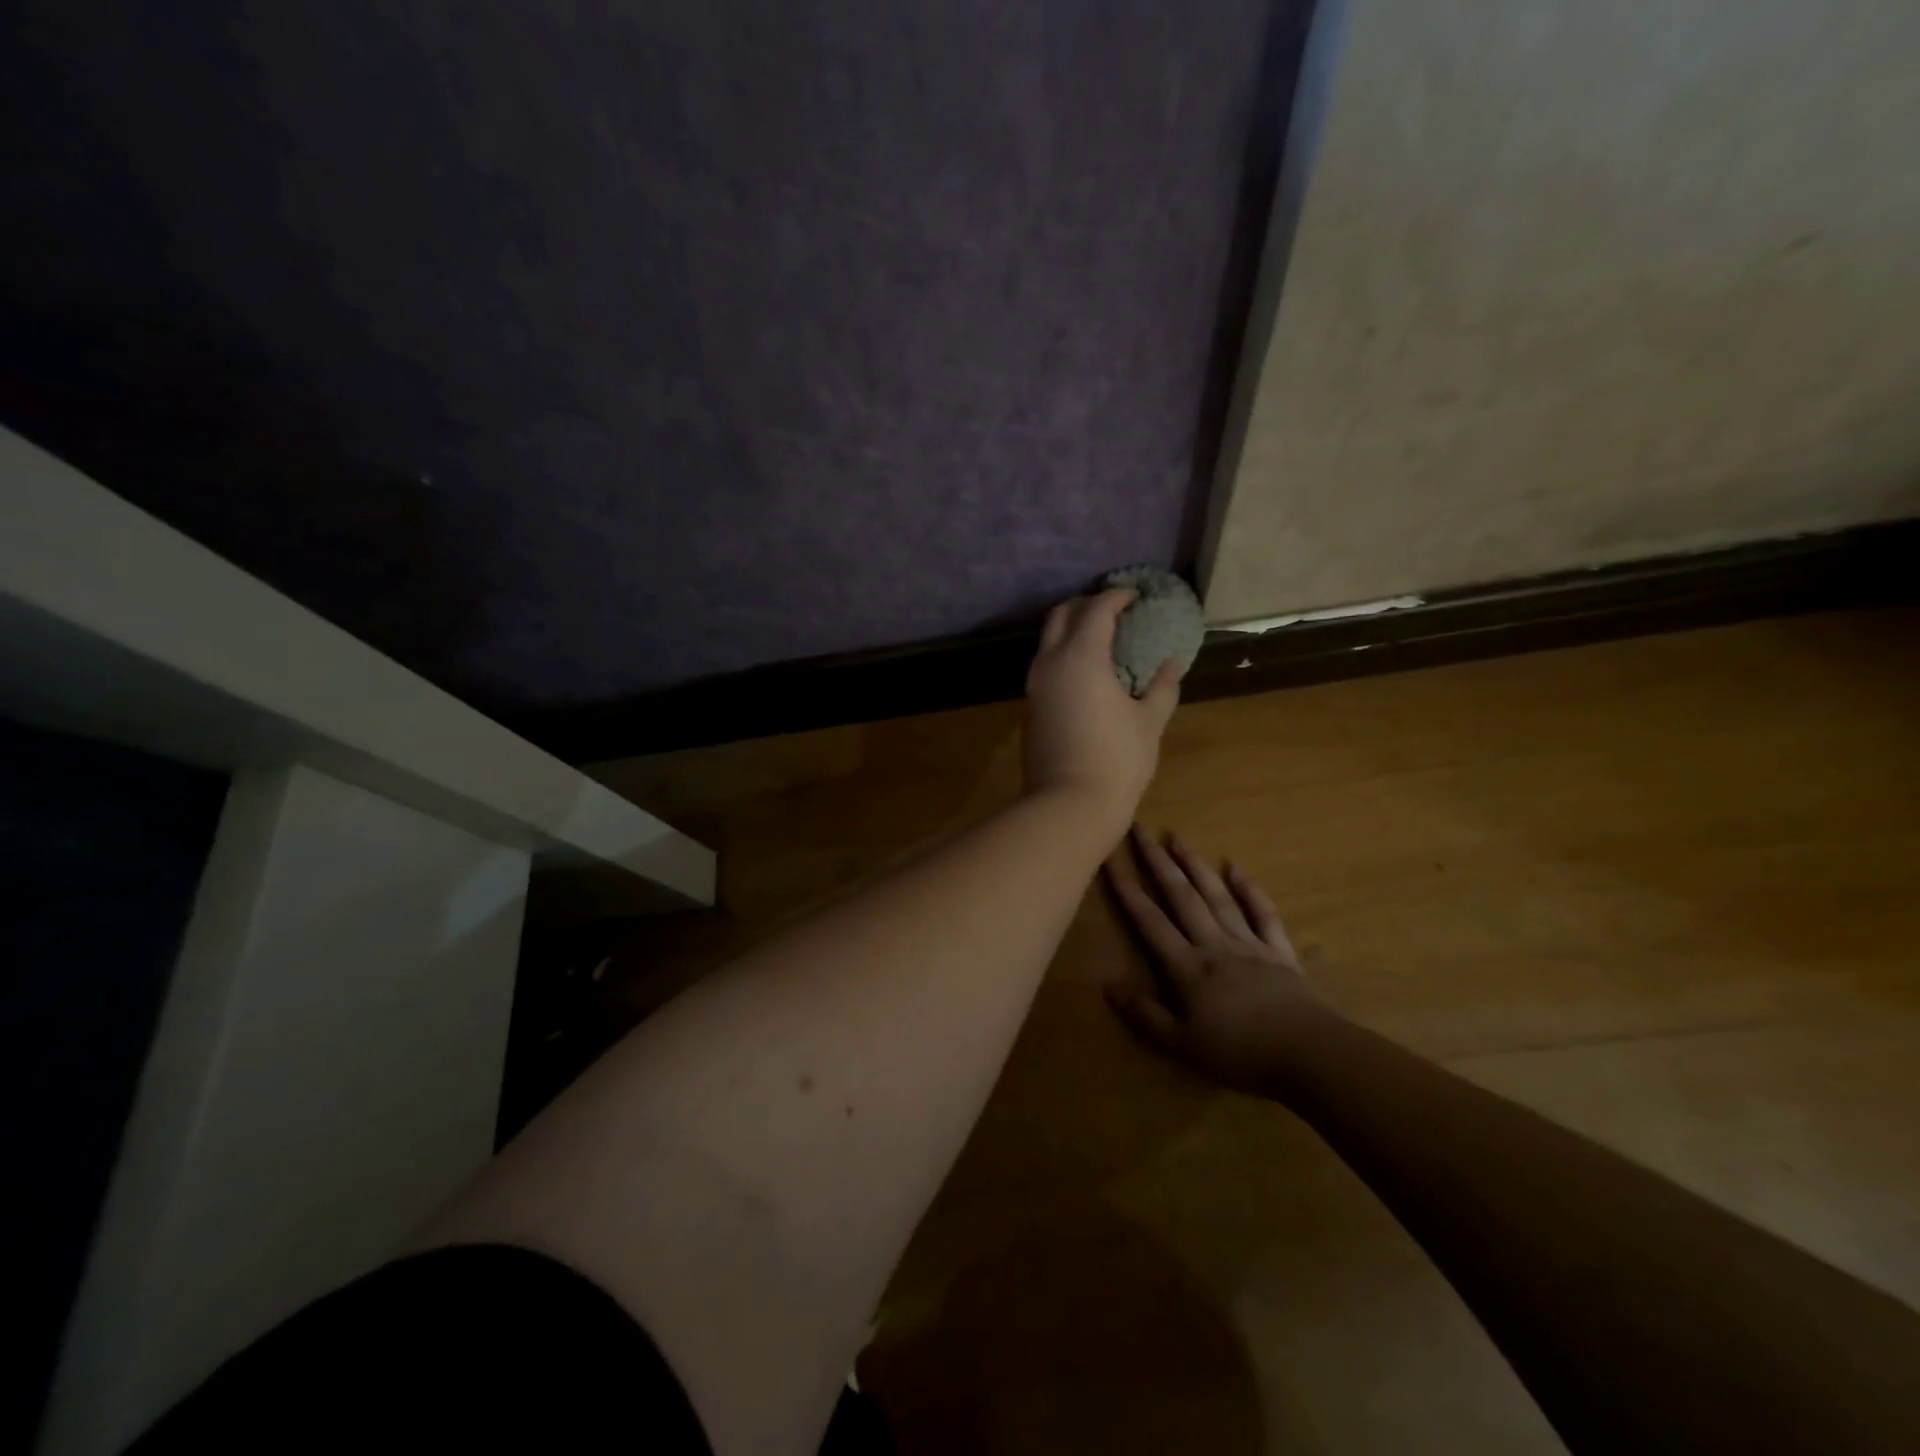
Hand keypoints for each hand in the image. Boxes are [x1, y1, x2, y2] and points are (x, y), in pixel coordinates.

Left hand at [1024, 589, 1181, 830]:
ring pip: (1048, 641)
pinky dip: (1063, 654)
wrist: (1067, 805)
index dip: (1116, 597)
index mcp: (1081, 657)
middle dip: (1086, 606)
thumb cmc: (1117, 760)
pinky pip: (1045, 665)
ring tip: (1102, 639)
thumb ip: (1162, 686)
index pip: (1096, 610)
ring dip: (1071, 630)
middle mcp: (1050, 663)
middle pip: (1061, 615)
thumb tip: (1172, 663)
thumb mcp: (1149, 721)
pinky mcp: (1029, 707)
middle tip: (1114, 611)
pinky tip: (1087, 671)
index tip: (1134, 596)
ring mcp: (1034, 686)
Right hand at [1104, 827, 1334, 1093]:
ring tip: (1178, 838)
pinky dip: (1249, 889)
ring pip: (1216, 896)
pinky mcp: (1278, 950)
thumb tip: (1108, 987)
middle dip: (1158, 862)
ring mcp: (1248, 943)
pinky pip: (1263, 913)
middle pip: (1181, 897)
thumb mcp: (1183, 1045)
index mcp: (1187, 967)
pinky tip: (1235, 868)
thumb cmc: (1240, 1053)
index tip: (1110, 860)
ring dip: (1195, 865)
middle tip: (1141, 830)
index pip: (1150, 921)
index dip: (1128, 891)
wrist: (1309, 1053)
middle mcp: (1213, 944)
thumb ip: (1146, 1015)